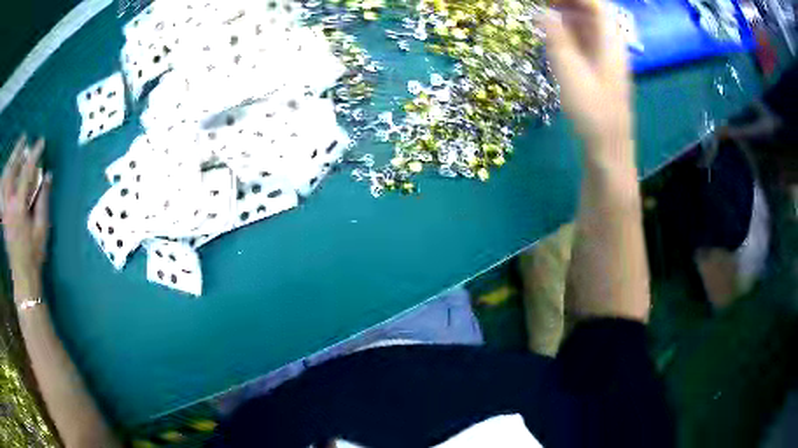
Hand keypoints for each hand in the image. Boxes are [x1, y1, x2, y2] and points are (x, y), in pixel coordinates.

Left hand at [2, 135, 51, 295]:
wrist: (22, 278)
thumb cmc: (33, 256)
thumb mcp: (42, 229)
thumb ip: (43, 200)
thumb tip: (48, 176)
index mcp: (18, 207)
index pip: (26, 172)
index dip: (34, 155)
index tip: (41, 142)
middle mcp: (9, 204)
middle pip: (11, 171)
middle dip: (18, 152)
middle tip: (24, 139)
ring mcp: (5, 210)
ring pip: (5, 179)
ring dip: (11, 162)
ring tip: (16, 151)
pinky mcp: (3, 216)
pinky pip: (3, 190)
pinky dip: (6, 177)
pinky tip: (9, 172)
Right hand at [545, 0, 631, 148]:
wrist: (609, 147)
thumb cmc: (592, 111)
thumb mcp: (570, 71)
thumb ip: (557, 37)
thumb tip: (543, 12)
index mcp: (610, 42)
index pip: (596, 5)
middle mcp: (611, 45)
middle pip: (593, 12)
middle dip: (569, 3)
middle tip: (542, 4)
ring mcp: (608, 58)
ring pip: (589, 26)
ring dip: (567, 15)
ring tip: (543, 13)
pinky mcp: (601, 69)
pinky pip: (587, 41)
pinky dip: (570, 32)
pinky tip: (555, 35)